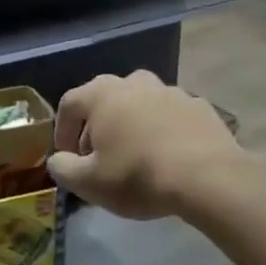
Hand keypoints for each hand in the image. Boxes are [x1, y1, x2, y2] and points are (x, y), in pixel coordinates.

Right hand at [46, 71, 241, 219]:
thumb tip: (57, 160)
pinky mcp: (198, 105)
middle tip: (99, 160)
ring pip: (139, 105)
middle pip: (105, 100)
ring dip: (131, 126)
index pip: (69, 104)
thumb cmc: (138, 175)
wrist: (208, 176)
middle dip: (96, 128)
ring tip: (136, 157)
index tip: (67, 158)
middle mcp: (133, 82)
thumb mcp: (89, 183)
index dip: (62, 131)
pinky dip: (163, 131)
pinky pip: (170, 116)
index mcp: (102, 94)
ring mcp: (169, 90)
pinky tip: (168, 158)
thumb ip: (63, 169)